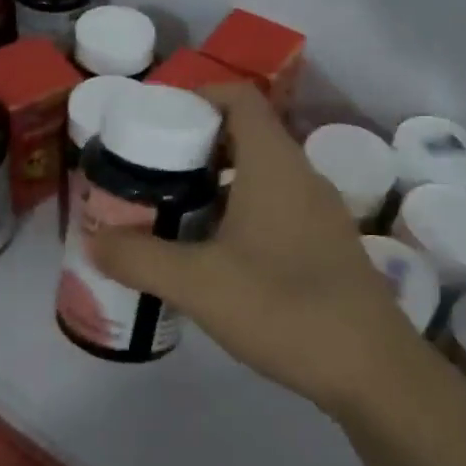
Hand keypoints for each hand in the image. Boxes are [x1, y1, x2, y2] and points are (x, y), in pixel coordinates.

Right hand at [90, 84, 436, 413]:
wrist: (372, 370)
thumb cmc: (283, 307)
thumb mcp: (198, 284)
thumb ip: (139, 259)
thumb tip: (93, 242)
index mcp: (274, 163)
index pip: (237, 97)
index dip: (196, 95)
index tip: (155, 119)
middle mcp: (301, 174)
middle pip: (245, 133)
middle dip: (195, 144)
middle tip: (150, 169)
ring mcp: (319, 210)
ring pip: (260, 173)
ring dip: (215, 181)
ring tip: (172, 208)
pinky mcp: (325, 243)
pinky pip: (275, 205)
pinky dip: (239, 209)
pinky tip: (214, 251)